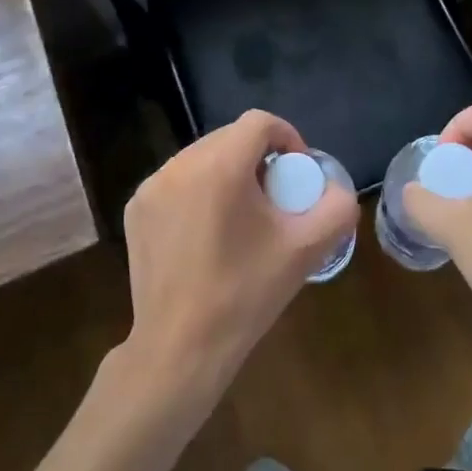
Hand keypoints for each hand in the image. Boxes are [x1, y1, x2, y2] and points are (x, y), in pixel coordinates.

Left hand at [121, 110, 357, 398]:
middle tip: (275, 195)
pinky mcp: (136, 209)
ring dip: (228, 172)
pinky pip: (176, 182)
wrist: (180, 348)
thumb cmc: (244, 294)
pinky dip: (198, 191)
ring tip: (243, 213)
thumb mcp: (305, 250)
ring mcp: (151, 187)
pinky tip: (208, 231)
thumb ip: (335, 208)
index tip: (298, 172)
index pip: (259, 122)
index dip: (288, 137)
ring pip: (201, 158)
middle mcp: (179, 165)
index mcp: (219, 166)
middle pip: (229, 138)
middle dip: (258, 156)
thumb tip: (335, 189)